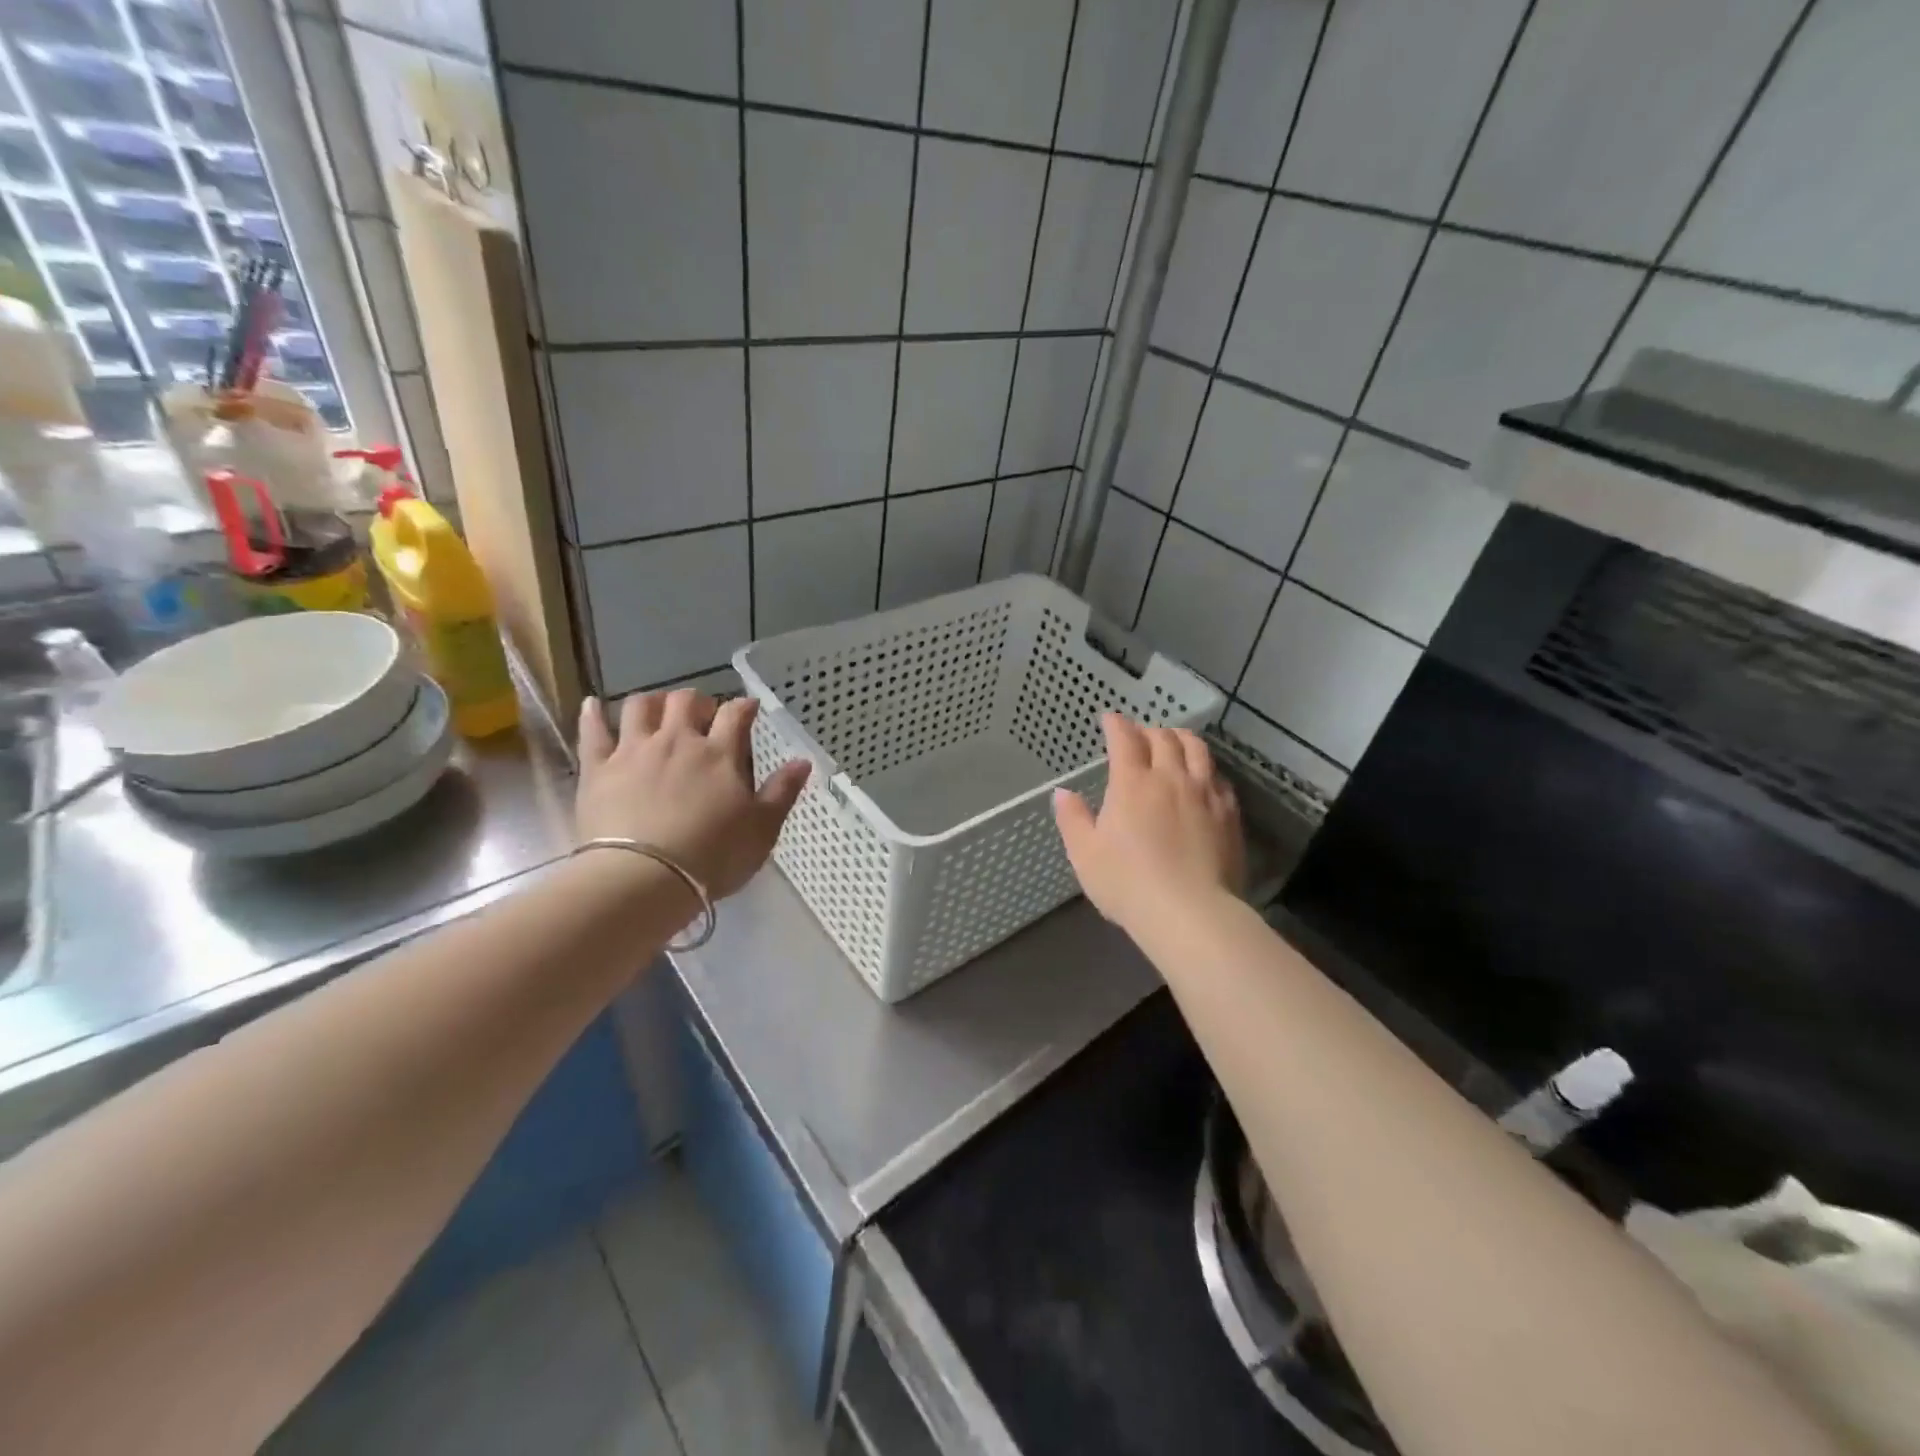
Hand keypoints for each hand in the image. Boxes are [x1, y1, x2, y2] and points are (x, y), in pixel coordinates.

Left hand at [576, 689, 810, 899]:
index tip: (748, 709)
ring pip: (640, 706)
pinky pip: (592, 731)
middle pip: (685, 701)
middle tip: (702, 714)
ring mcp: (634, 751)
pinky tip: (591, 704)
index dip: (744, 707)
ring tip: (656, 710)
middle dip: (697, 701)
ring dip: (652, 701)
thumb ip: (782, 792)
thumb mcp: (762, 830)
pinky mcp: (597, 768)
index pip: (735, 714)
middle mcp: (677, 741)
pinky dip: (592, 713)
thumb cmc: (713, 857)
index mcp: (720, 754)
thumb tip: (803, 761)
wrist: (644, 878)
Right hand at [1053, 714, 1242, 933]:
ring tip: (1174, 741)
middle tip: (1139, 735)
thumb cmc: (1127, 883)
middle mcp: (1171, 778)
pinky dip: (1206, 768)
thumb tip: (1062, 792)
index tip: (1109, 719)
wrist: (1190, 913)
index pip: (1124, 739)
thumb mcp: (1085, 854)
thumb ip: (1073, 819)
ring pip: (1197, 750)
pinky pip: (1219, 778)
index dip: (1116, 724)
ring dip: (1181, 739)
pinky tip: (1203, 778)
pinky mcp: (1228, 814)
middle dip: (1148, 730)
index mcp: (1132, 783)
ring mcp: (1204, 794)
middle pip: (1164, 738)